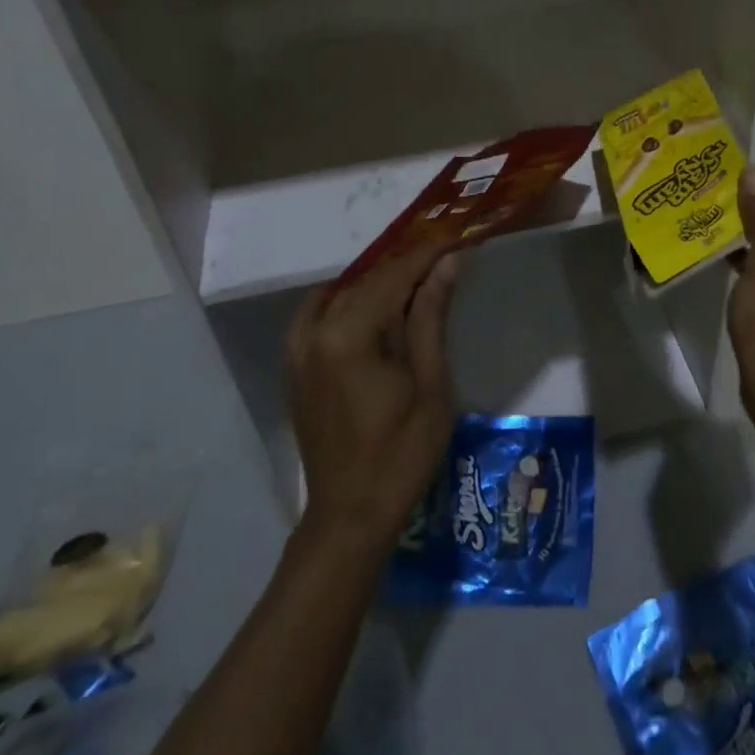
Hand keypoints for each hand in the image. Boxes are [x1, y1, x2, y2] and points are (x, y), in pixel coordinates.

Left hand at [286, 241, 465, 551]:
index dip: (428, 254)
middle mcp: (315, 332)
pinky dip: (347, 301)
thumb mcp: (430, 383)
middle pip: (367, 281)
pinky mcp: (295, 366)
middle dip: (408, 267)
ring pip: (342, 295)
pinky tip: (372, 306)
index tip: (459, 238)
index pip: (394, 277)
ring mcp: (298, 350)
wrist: (350, 516)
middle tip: (446, 259)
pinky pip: (318, 315)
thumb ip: (431, 317)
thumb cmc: (401, 453)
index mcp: (349, 336)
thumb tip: (448, 262)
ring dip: (379, 284)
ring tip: (417, 282)